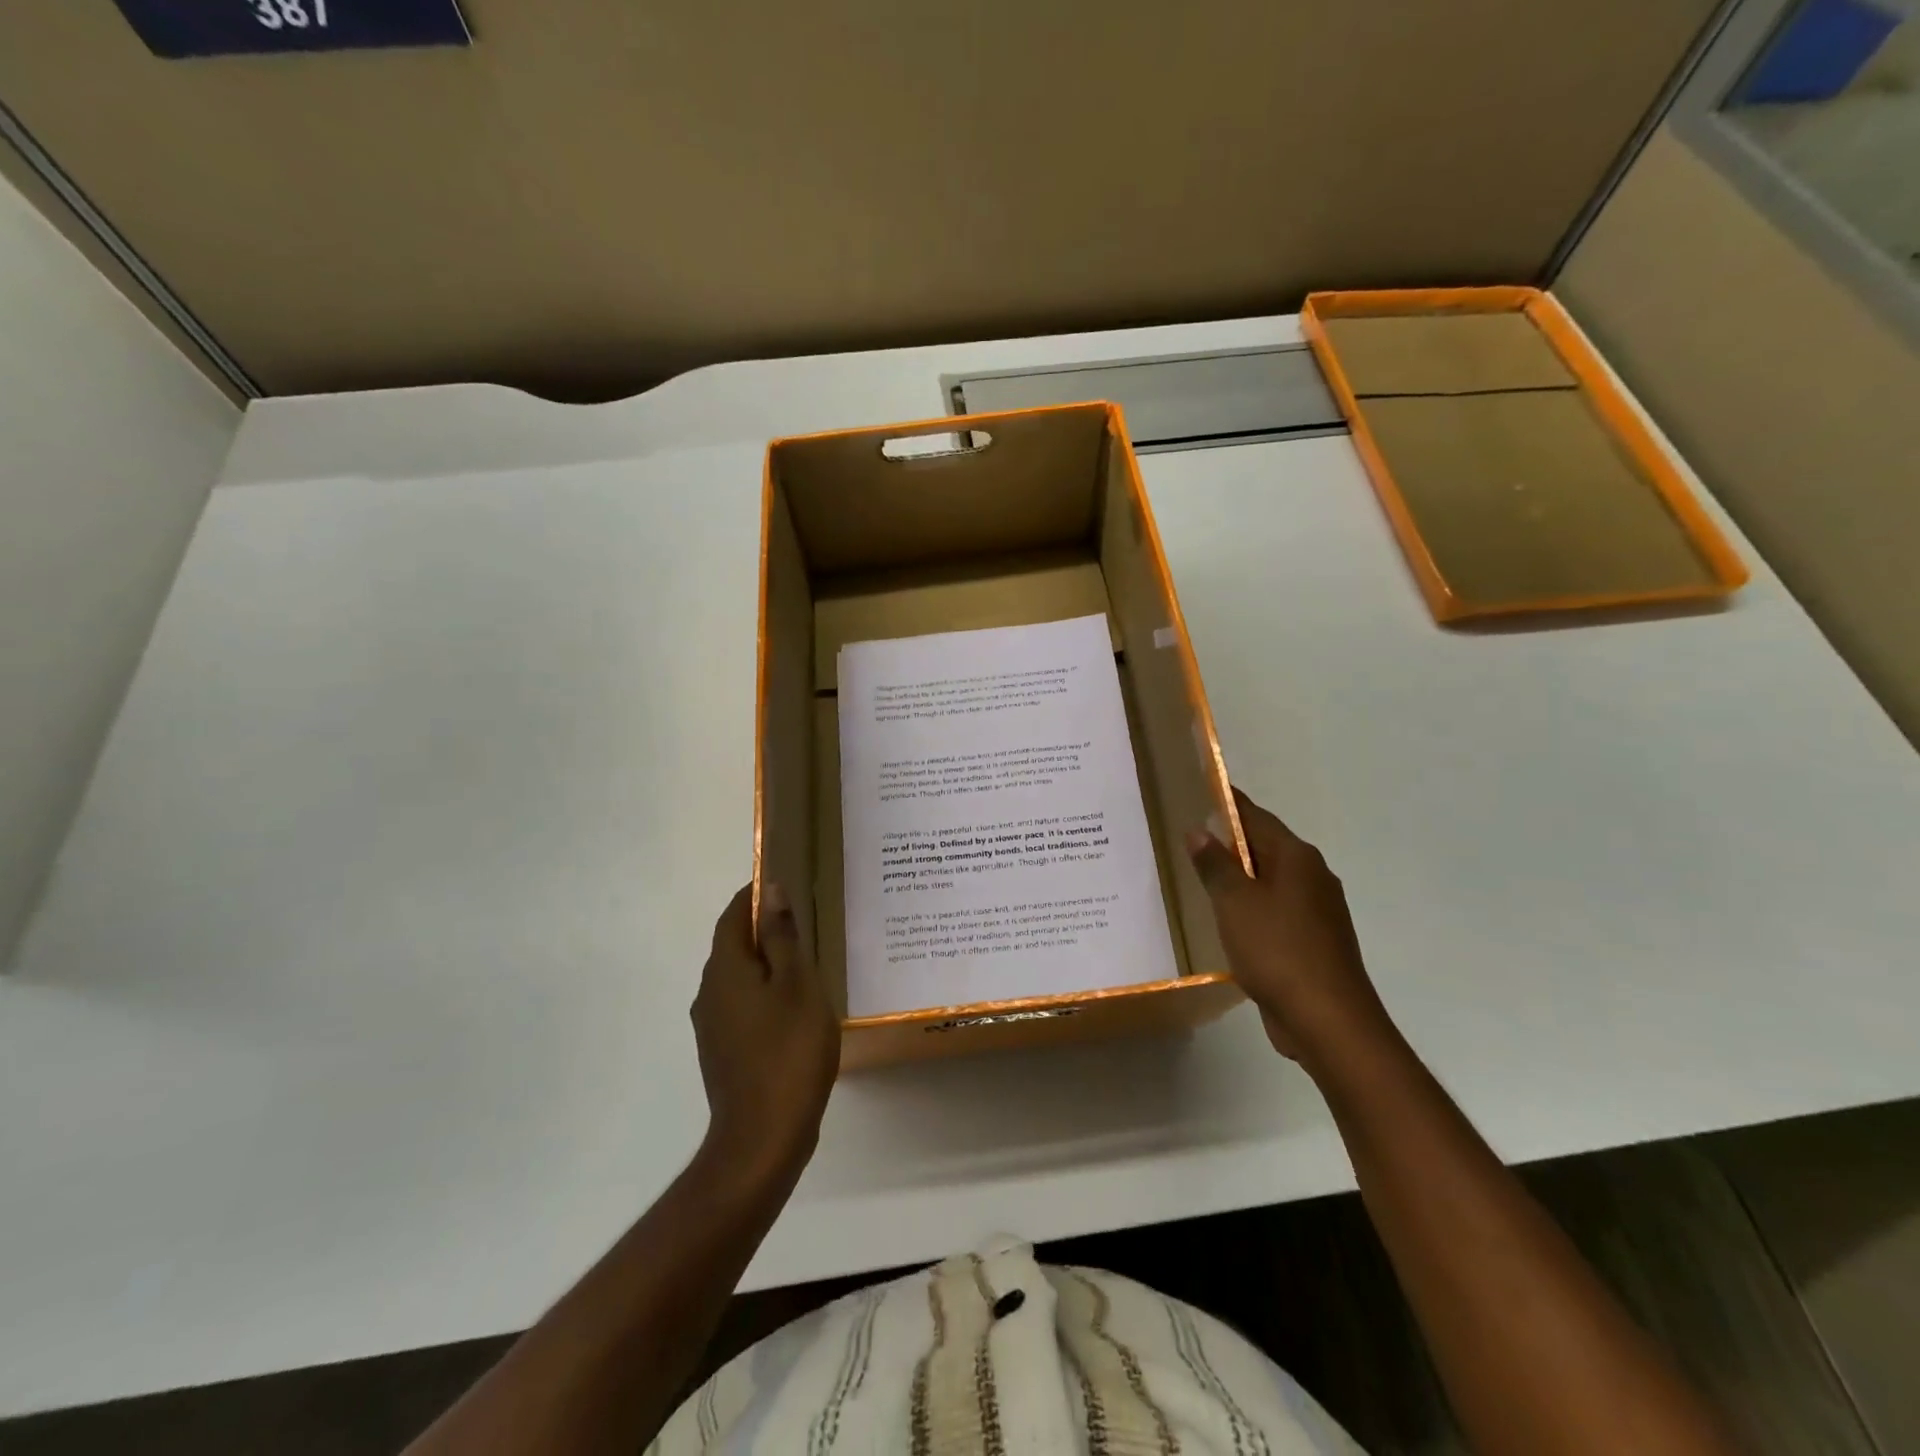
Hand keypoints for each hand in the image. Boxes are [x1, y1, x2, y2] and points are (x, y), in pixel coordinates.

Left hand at [690, 883, 840, 1185]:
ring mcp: (712, 1026)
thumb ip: (782, 937)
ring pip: (739, 978)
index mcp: (725, 969)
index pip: (733, 915)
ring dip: (766, 963)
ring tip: (806, 964)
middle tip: (805, 922)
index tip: (785, 883)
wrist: (762, 1138)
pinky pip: (742, 1006)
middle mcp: (709, 992)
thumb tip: (770, 891)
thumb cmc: (788, 1051)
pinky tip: (794, 1009)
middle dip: (764, 928)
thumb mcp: (798, 985)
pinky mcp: (722, 1052)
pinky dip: (764, 994)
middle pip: (734, 945)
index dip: (755, 895)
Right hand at [1186, 788, 1392, 1066]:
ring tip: (1199, 879)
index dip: (1227, 805)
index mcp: (1297, 858)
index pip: (1256, 818)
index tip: (1199, 793)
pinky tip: (1227, 921)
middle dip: (1229, 844)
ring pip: (1270, 883)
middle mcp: (1313, 877)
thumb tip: (1199, 830)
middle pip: (1265, 848)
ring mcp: (1318, 912)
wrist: (1327, 1020)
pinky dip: (1251, 909)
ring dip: (1240, 880)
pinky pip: (1276, 912)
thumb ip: (1215, 865)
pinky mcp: (1314, 942)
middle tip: (1187, 840)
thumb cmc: (1278, 950)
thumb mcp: (1234, 902)